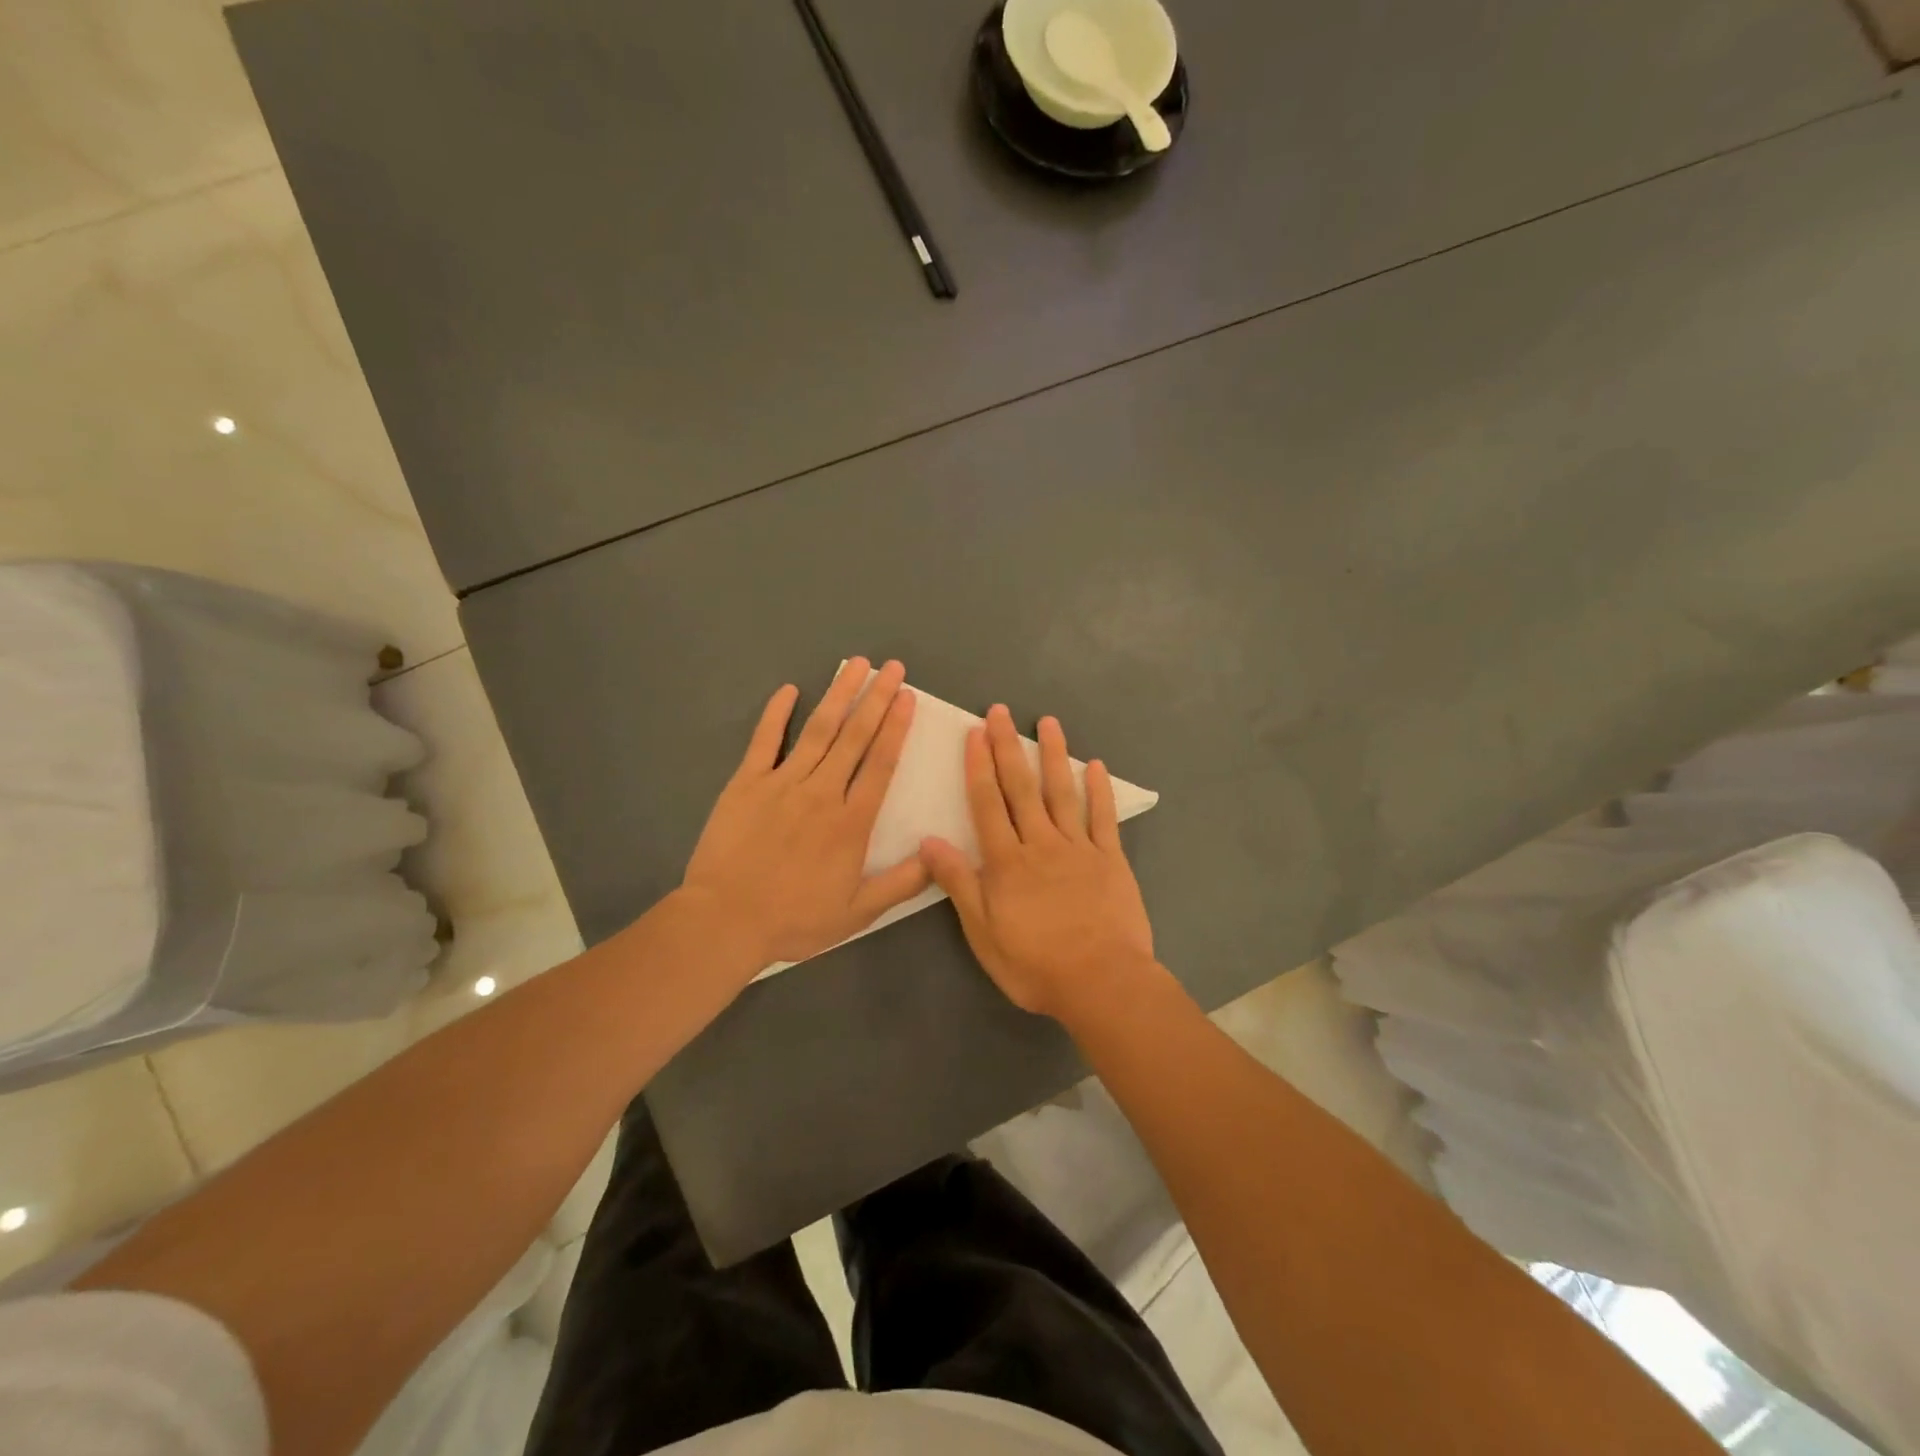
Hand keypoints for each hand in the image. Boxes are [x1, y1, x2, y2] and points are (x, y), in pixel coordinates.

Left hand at [682, 658, 930, 968]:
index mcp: (851, 822)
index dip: (896, 728)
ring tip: (855, 665)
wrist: (726, 920)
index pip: (880, 764)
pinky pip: (765, 741)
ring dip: (839, 695)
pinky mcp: (746, 783)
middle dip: (876, 698)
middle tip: (892, 667)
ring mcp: (782, 783)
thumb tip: (939, 855)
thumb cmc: (794, 918)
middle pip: (854, 737)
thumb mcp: (857, 913)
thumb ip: (901, 883)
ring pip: (817, 730)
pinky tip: (788, 689)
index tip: (907, 697)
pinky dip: (776, 714)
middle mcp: (822, 792)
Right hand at [919, 704, 1157, 1021]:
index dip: (979, 767)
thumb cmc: (1035, 965)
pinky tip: (1095, 766)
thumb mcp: (983, 932)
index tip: (975, 733)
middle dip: (1008, 747)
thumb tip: (929, 841)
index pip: (988, 804)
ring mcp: (1079, 848)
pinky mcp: (1111, 859)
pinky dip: (1098, 790)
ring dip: (1053, 755)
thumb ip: (959, 884)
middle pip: (1022, 788)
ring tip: (1048, 723)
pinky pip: (1103, 818)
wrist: (1101, 982)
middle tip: (1001, 711)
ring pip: (1062, 793)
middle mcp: (1041, 844)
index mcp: (1007, 862)